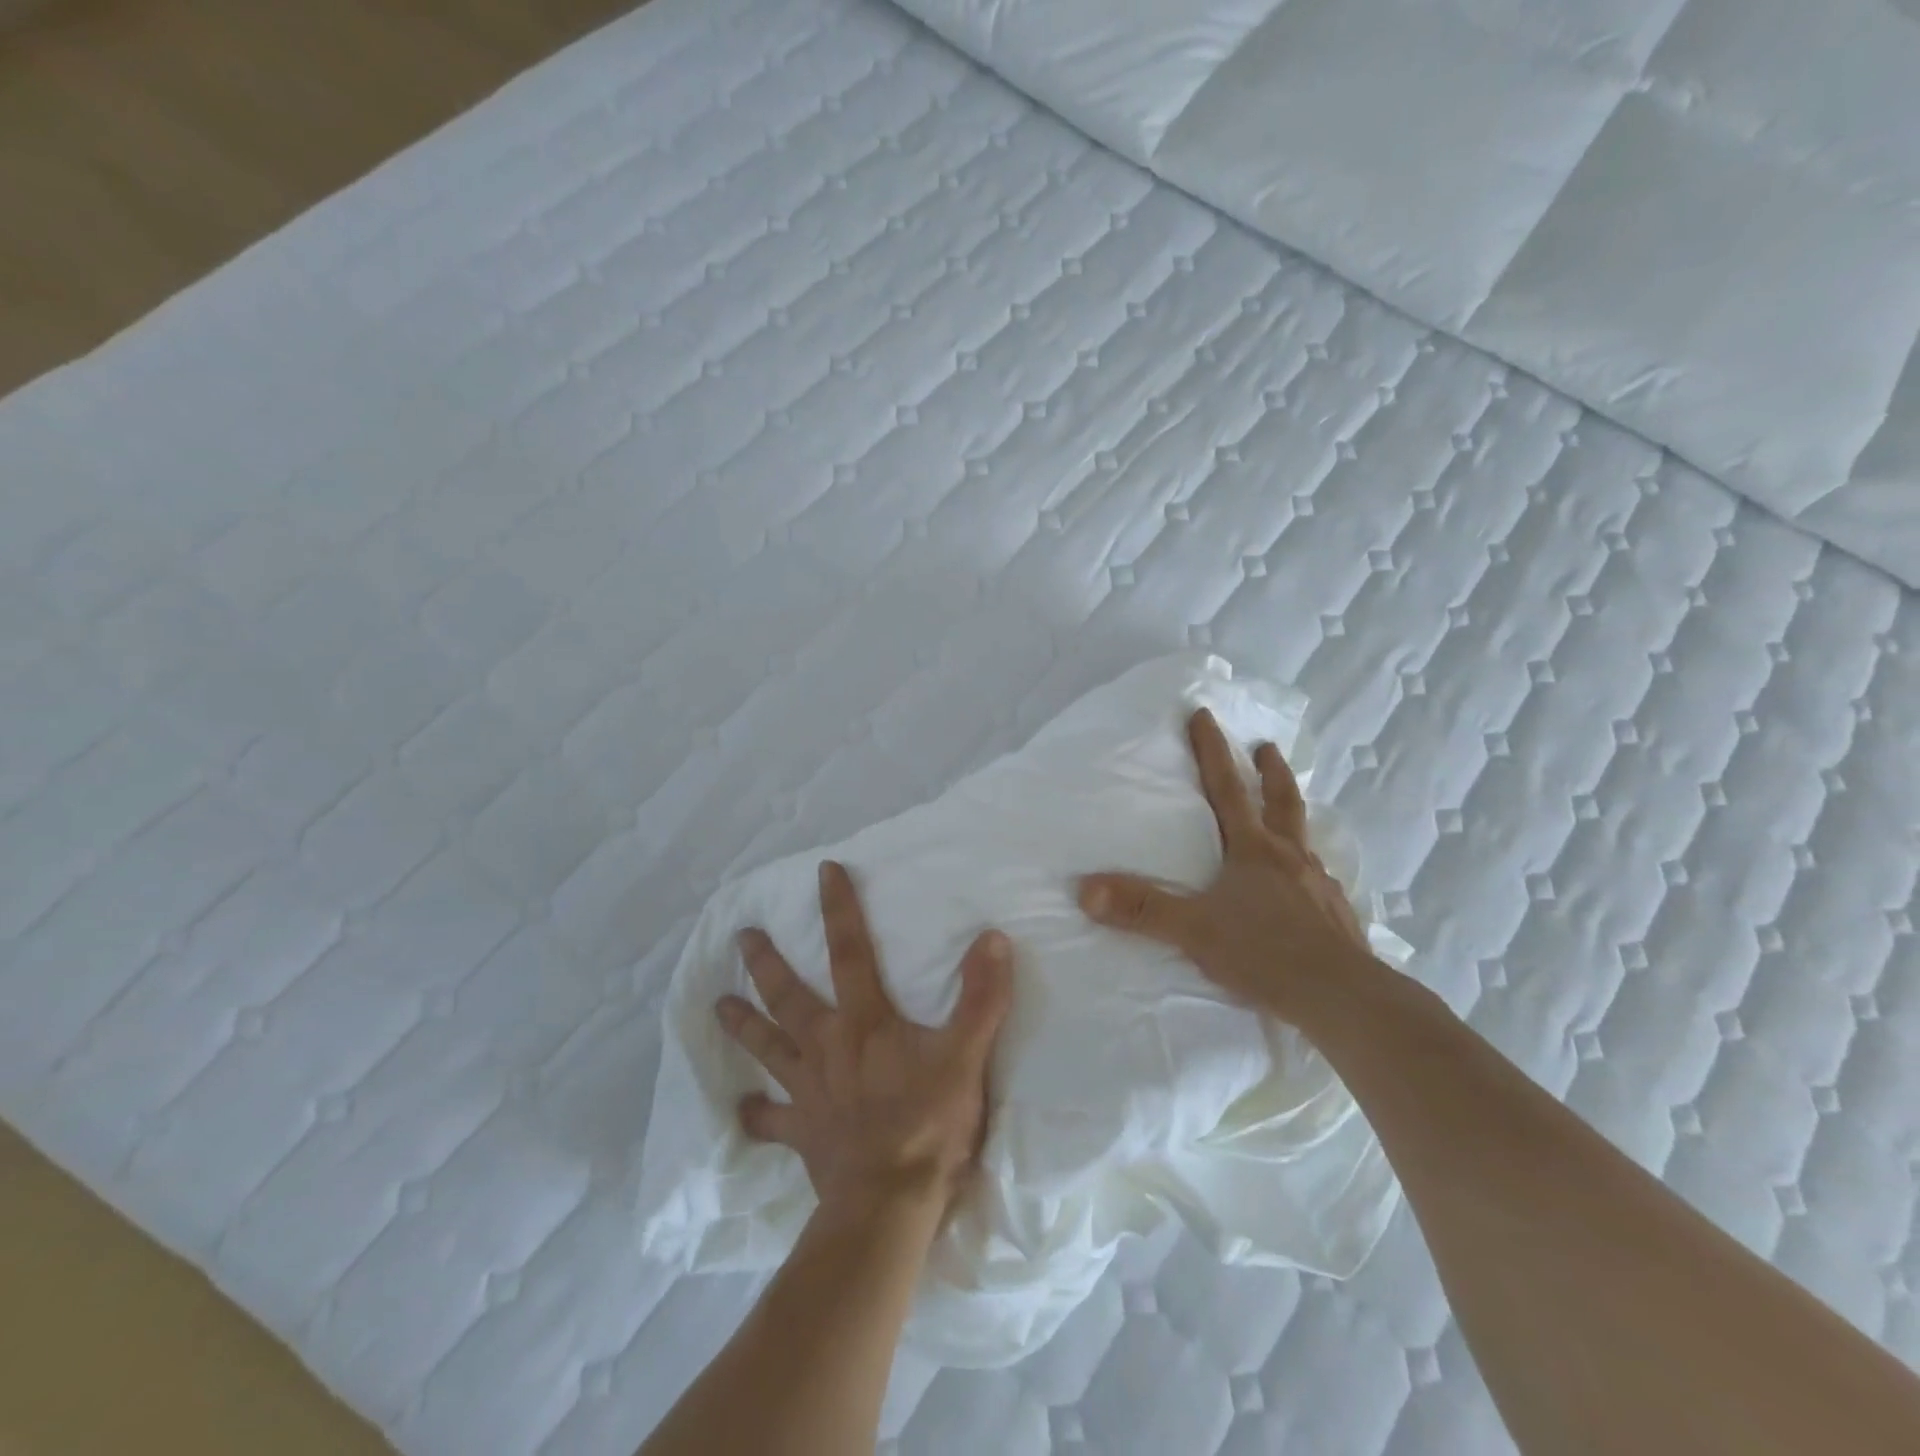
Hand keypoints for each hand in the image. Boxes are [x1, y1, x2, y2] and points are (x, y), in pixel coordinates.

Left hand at [717, 861, 1013, 1219]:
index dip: (839, 908)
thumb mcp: (965, 1055)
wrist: (889, 1205)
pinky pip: (770, 1122)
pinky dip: (755, 1115)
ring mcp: (808, 1091)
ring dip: (743, 1025)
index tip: (824, 871)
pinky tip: (739, 1111)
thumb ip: (980, 997)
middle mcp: (827, 1047)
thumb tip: (992, 938)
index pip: (850, 951)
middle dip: (766, 963)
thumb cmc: (929, 1124)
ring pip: (768, 1048)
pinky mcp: (802, 1133)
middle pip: (788, 996)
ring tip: (718, 1005)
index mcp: (864, 1021)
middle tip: (742, 936)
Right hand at [1078, 707, 1375, 1027]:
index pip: (1227, 790)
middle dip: (1269, 772)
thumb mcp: (1194, 930)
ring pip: (1305, 841)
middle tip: (1266, 747)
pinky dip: (1309, 873)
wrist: (1343, 997)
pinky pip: (1320, 883)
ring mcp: (1320, 886)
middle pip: (1281, 802)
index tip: (1204, 715)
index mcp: (1254, 851)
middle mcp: (1290, 858)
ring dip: (1293, 819)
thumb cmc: (1265, 953)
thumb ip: (1141, 909)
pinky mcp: (1338, 917)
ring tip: (1288, 817)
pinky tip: (1307, 889)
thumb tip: (1085, 889)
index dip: (1212, 751)